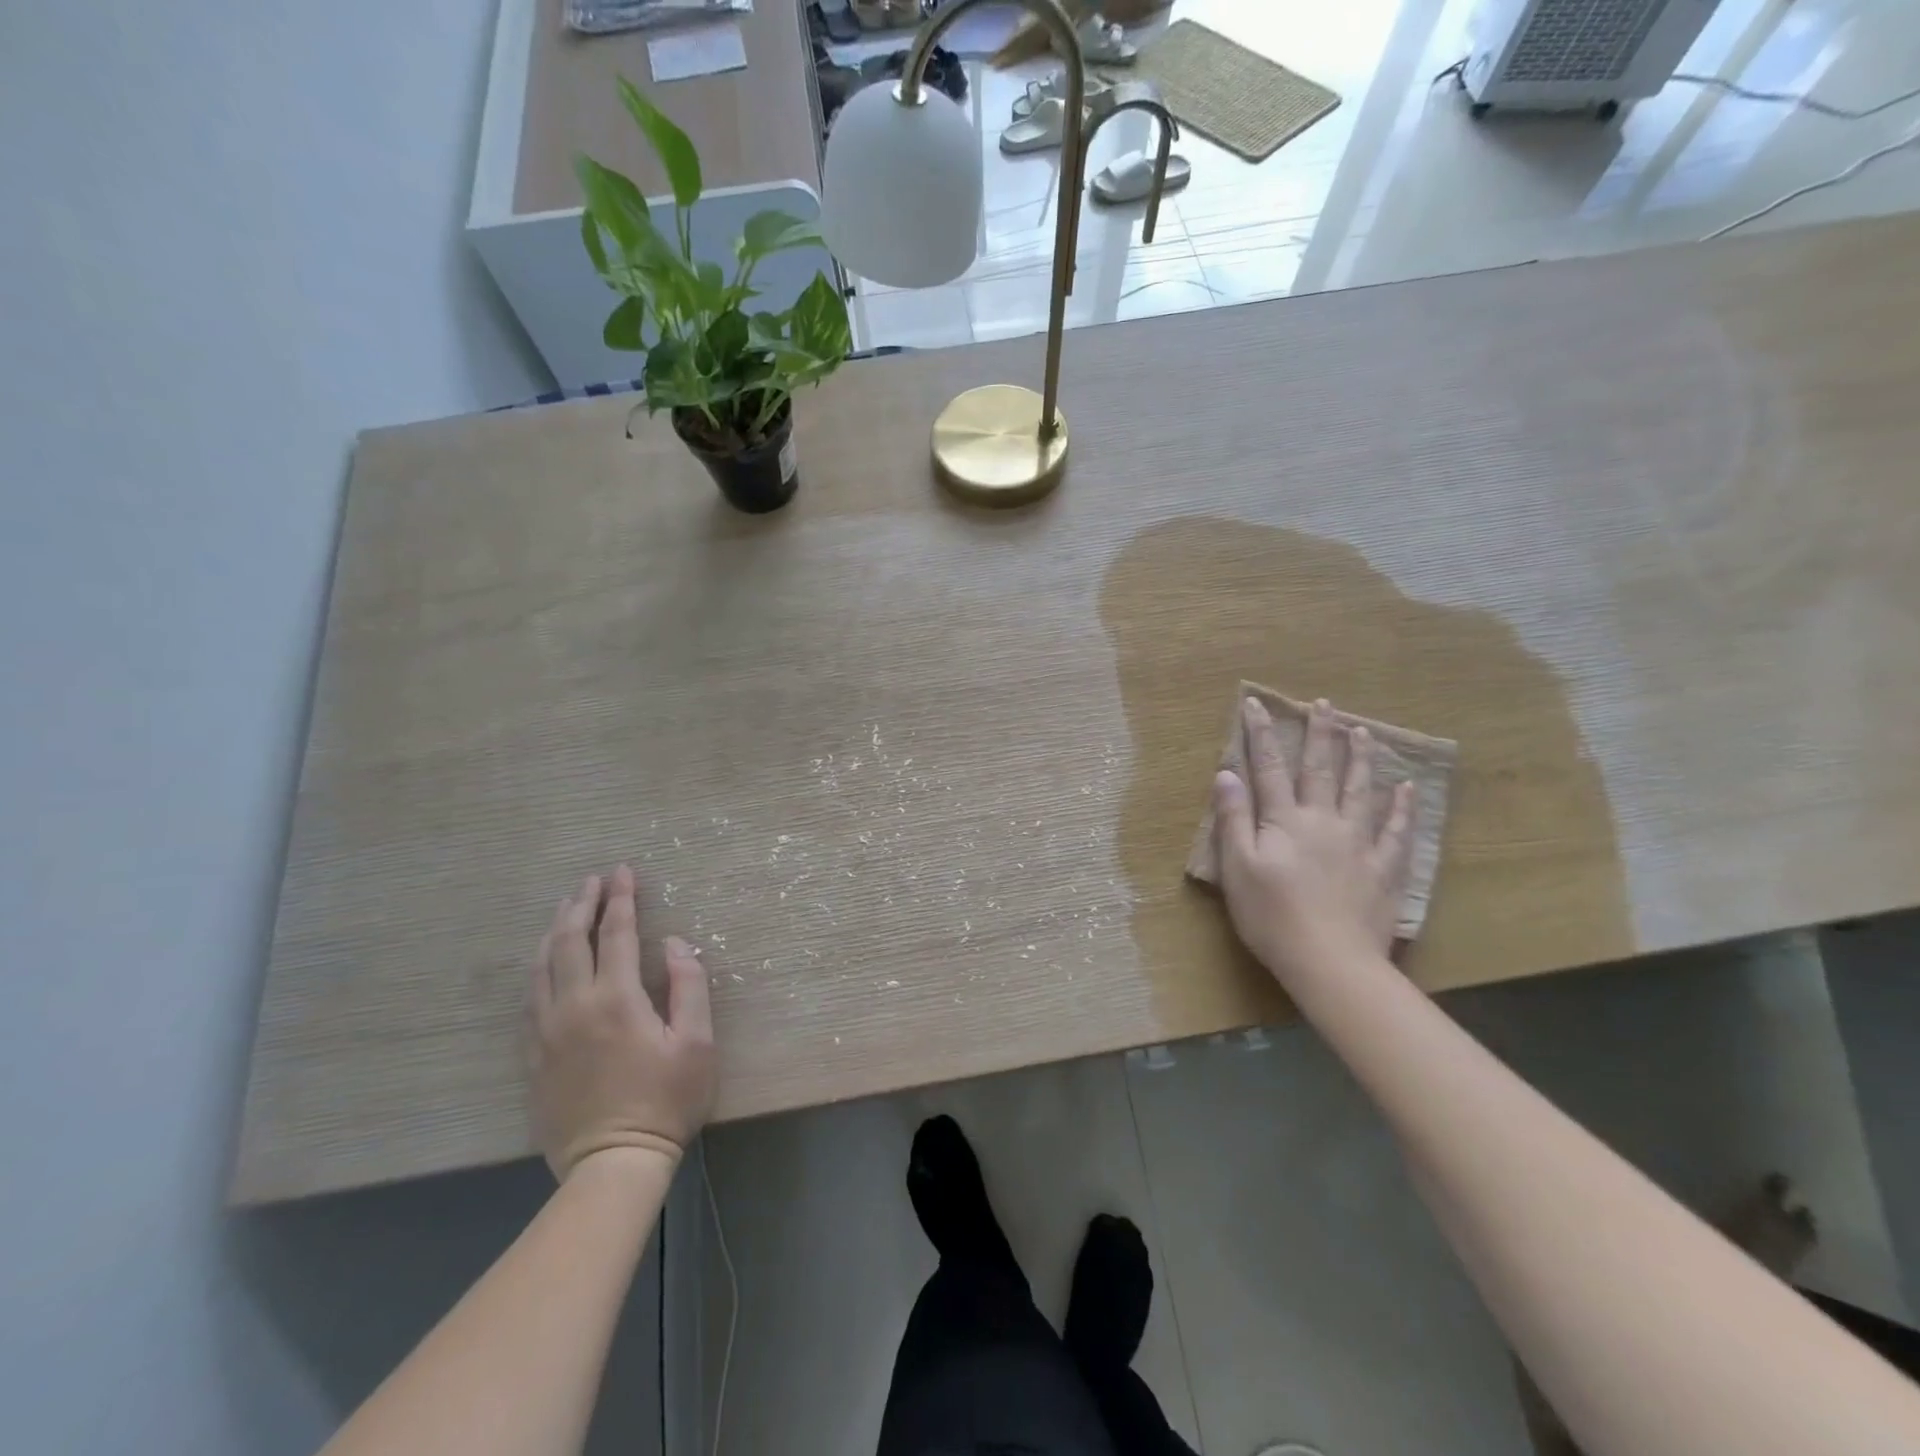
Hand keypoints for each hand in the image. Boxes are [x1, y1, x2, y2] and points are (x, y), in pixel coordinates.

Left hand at [525, 865, 716, 1180]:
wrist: (612, 1163)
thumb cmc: (666, 1100)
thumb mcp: (697, 1042)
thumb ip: (689, 986)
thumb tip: (676, 943)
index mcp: (617, 999)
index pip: (617, 934)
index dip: (621, 899)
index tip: (623, 872)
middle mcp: (575, 1005)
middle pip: (571, 940)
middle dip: (582, 904)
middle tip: (592, 879)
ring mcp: (547, 1031)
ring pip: (542, 965)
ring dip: (555, 930)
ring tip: (567, 908)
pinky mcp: (533, 1055)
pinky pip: (530, 998)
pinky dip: (539, 967)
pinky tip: (546, 961)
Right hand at [1212, 696, 1414, 979]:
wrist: (1330, 961)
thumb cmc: (1271, 916)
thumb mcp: (1237, 868)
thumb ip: (1233, 818)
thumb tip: (1227, 774)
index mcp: (1284, 821)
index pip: (1269, 768)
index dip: (1261, 734)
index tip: (1256, 704)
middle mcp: (1323, 821)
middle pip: (1320, 769)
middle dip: (1318, 734)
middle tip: (1323, 704)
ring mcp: (1358, 843)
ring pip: (1360, 791)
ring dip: (1359, 758)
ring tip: (1362, 731)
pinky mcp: (1383, 869)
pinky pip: (1396, 831)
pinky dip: (1402, 808)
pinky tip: (1406, 788)